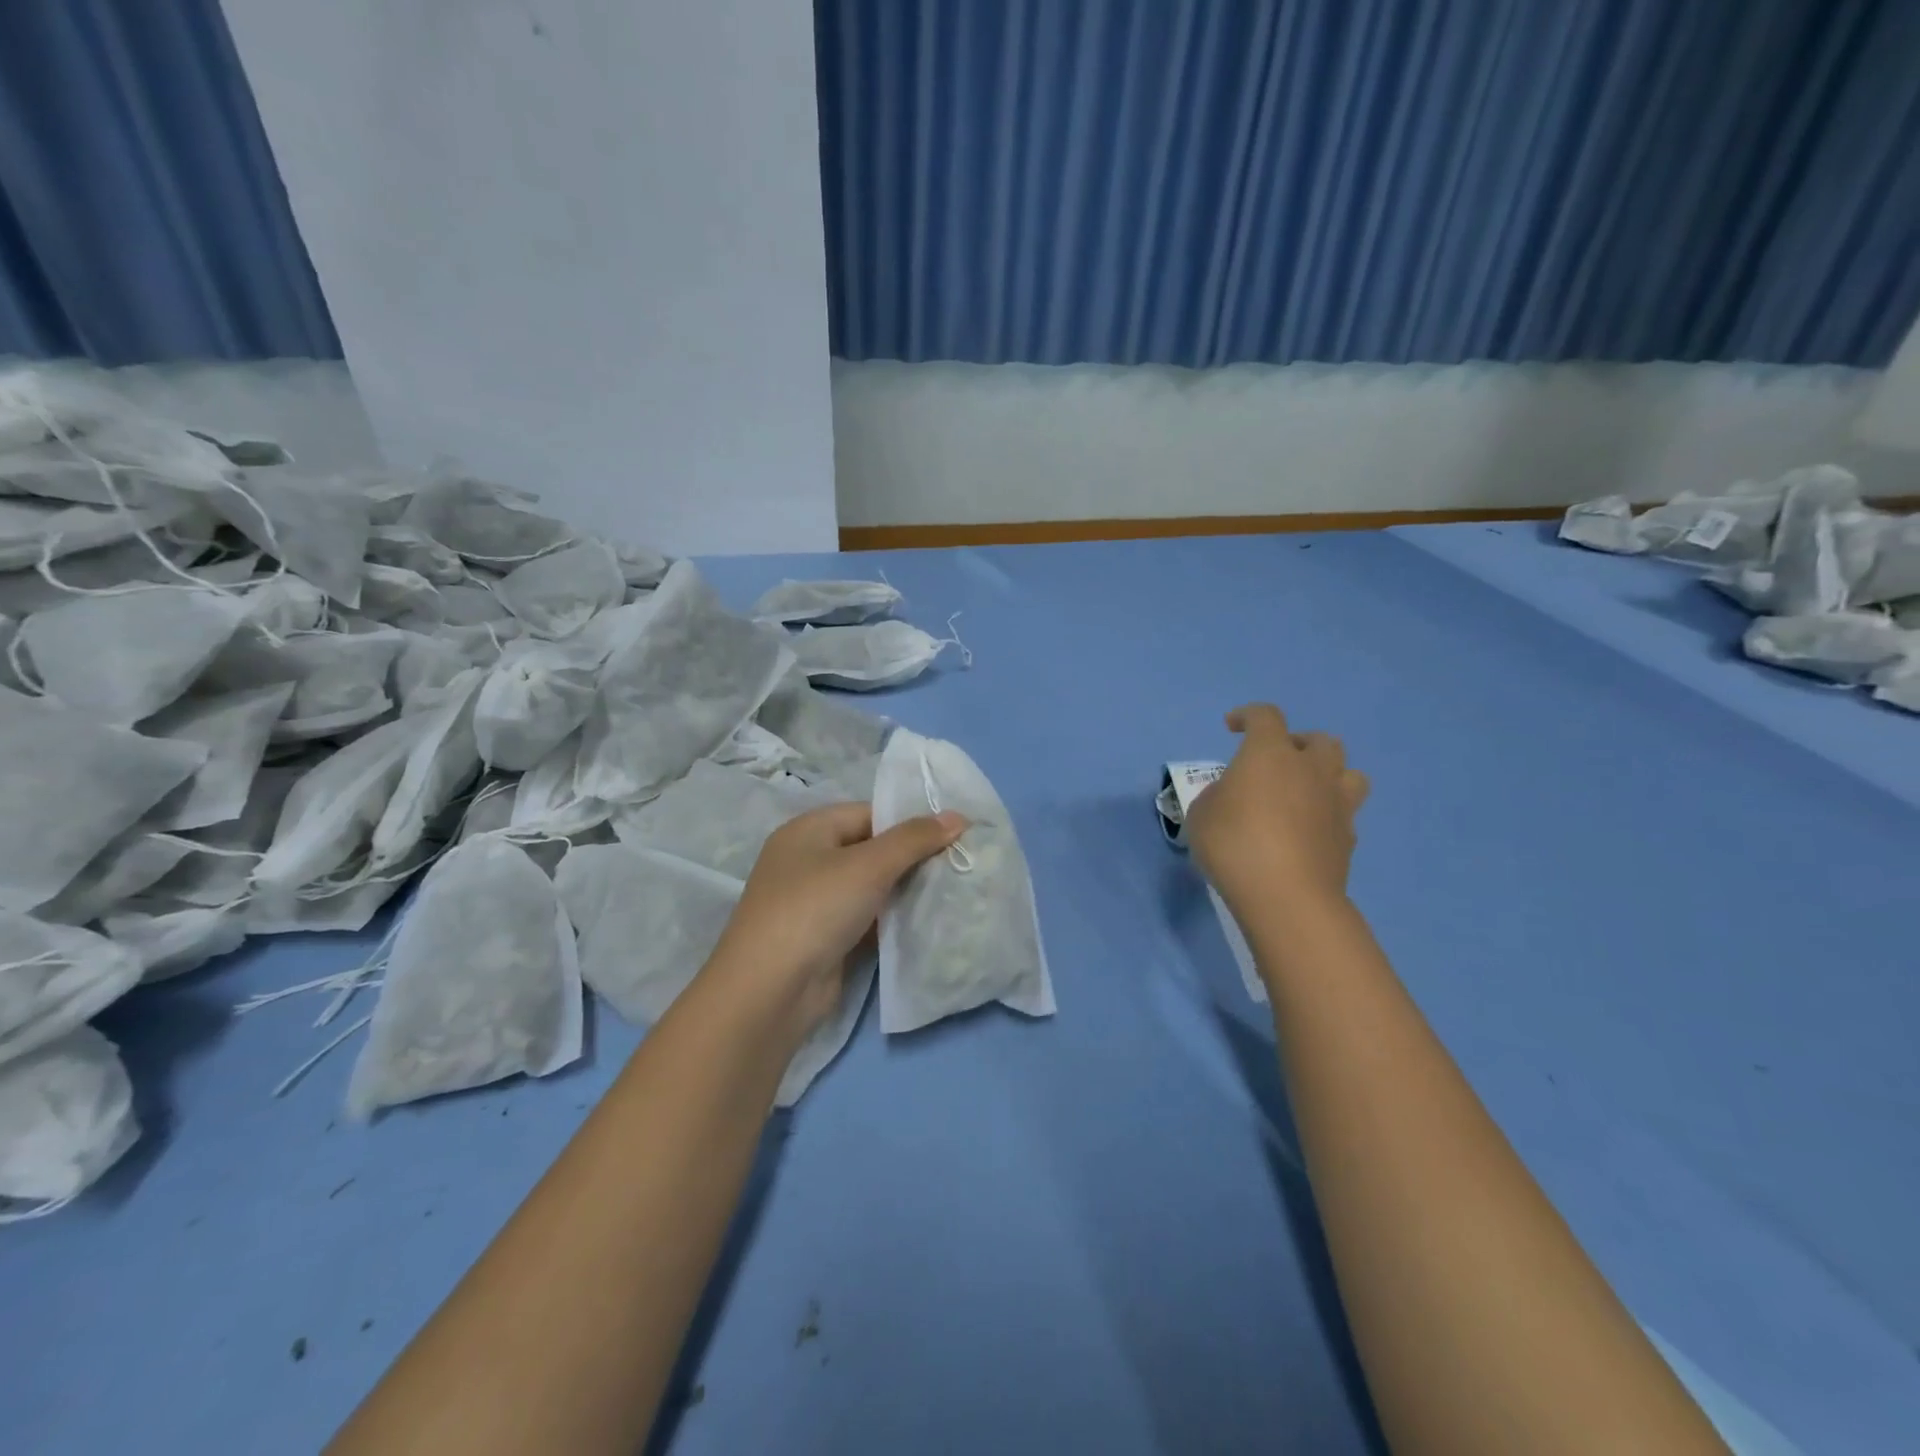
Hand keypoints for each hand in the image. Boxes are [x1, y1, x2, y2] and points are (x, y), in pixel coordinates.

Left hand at [708, 801, 967, 1041]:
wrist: (771, 991)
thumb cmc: (816, 909)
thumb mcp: (869, 865)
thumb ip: (914, 839)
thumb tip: (958, 816)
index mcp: (808, 830)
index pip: (869, 813)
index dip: (910, 822)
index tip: (953, 836)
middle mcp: (807, 860)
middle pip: (870, 849)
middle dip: (911, 857)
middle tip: (957, 864)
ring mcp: (813, 902)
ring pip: (870, 886)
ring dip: (904, 890)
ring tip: (950, 890)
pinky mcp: (823, 938)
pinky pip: (865, 917)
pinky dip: (891, 919)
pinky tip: (924, 922)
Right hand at [1186, 703, 1369, 922]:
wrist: (1286, 896)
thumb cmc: (1233, 844)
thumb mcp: (1201, 814)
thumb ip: (1218, 795)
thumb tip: (1234, 796)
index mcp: (1270, 753)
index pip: (1265, 716)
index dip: (1247, 716)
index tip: (1232, 726)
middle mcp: (1310, 769)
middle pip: (1319, 740)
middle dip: (1297, 744)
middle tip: (1276, 762)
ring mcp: (1336, 803)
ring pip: (1348, 772)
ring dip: (1327, 775)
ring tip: (1305, 793)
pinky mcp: (1348, 837)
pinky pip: (1344, 813)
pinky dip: (1328, 815)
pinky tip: (1307, 832)